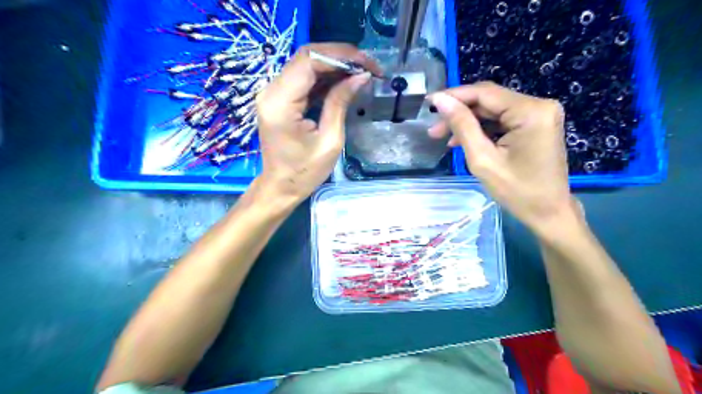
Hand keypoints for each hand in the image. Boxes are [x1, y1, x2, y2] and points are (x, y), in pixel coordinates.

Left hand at [256, 43, 381, 203]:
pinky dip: (325, 76)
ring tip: (361, 72)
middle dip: (341, 57)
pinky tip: (345, 80)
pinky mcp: (279, 98)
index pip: (310, 61)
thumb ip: (340, 103)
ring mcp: (273, 93)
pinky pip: (304, 78)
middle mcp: (271, 90)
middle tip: (368, 66)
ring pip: (306, 64)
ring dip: (335, 65)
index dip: (341, 56)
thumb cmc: (305, 172)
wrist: (281, 186)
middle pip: (307, 57)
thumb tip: (360, 76)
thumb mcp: (330, 140)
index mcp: (280, 102)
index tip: (368, 64)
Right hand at [428, 80, 574, 233]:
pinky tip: (464, 141)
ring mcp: (539, 114)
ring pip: (493, 110)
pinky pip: (502, 120)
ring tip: (444, 138)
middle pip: (489, 100)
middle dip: (459, 113)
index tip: (429, 103)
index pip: (484, 93)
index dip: (454, 96)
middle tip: (434, 129)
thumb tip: (441, 100)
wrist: (548, 212)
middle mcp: (539, 105)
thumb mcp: (483, 159)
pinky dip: (482, 129)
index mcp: (530, 111)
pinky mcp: (535, 124)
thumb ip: (462, 126)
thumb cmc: (517, 191)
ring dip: (468, 122)